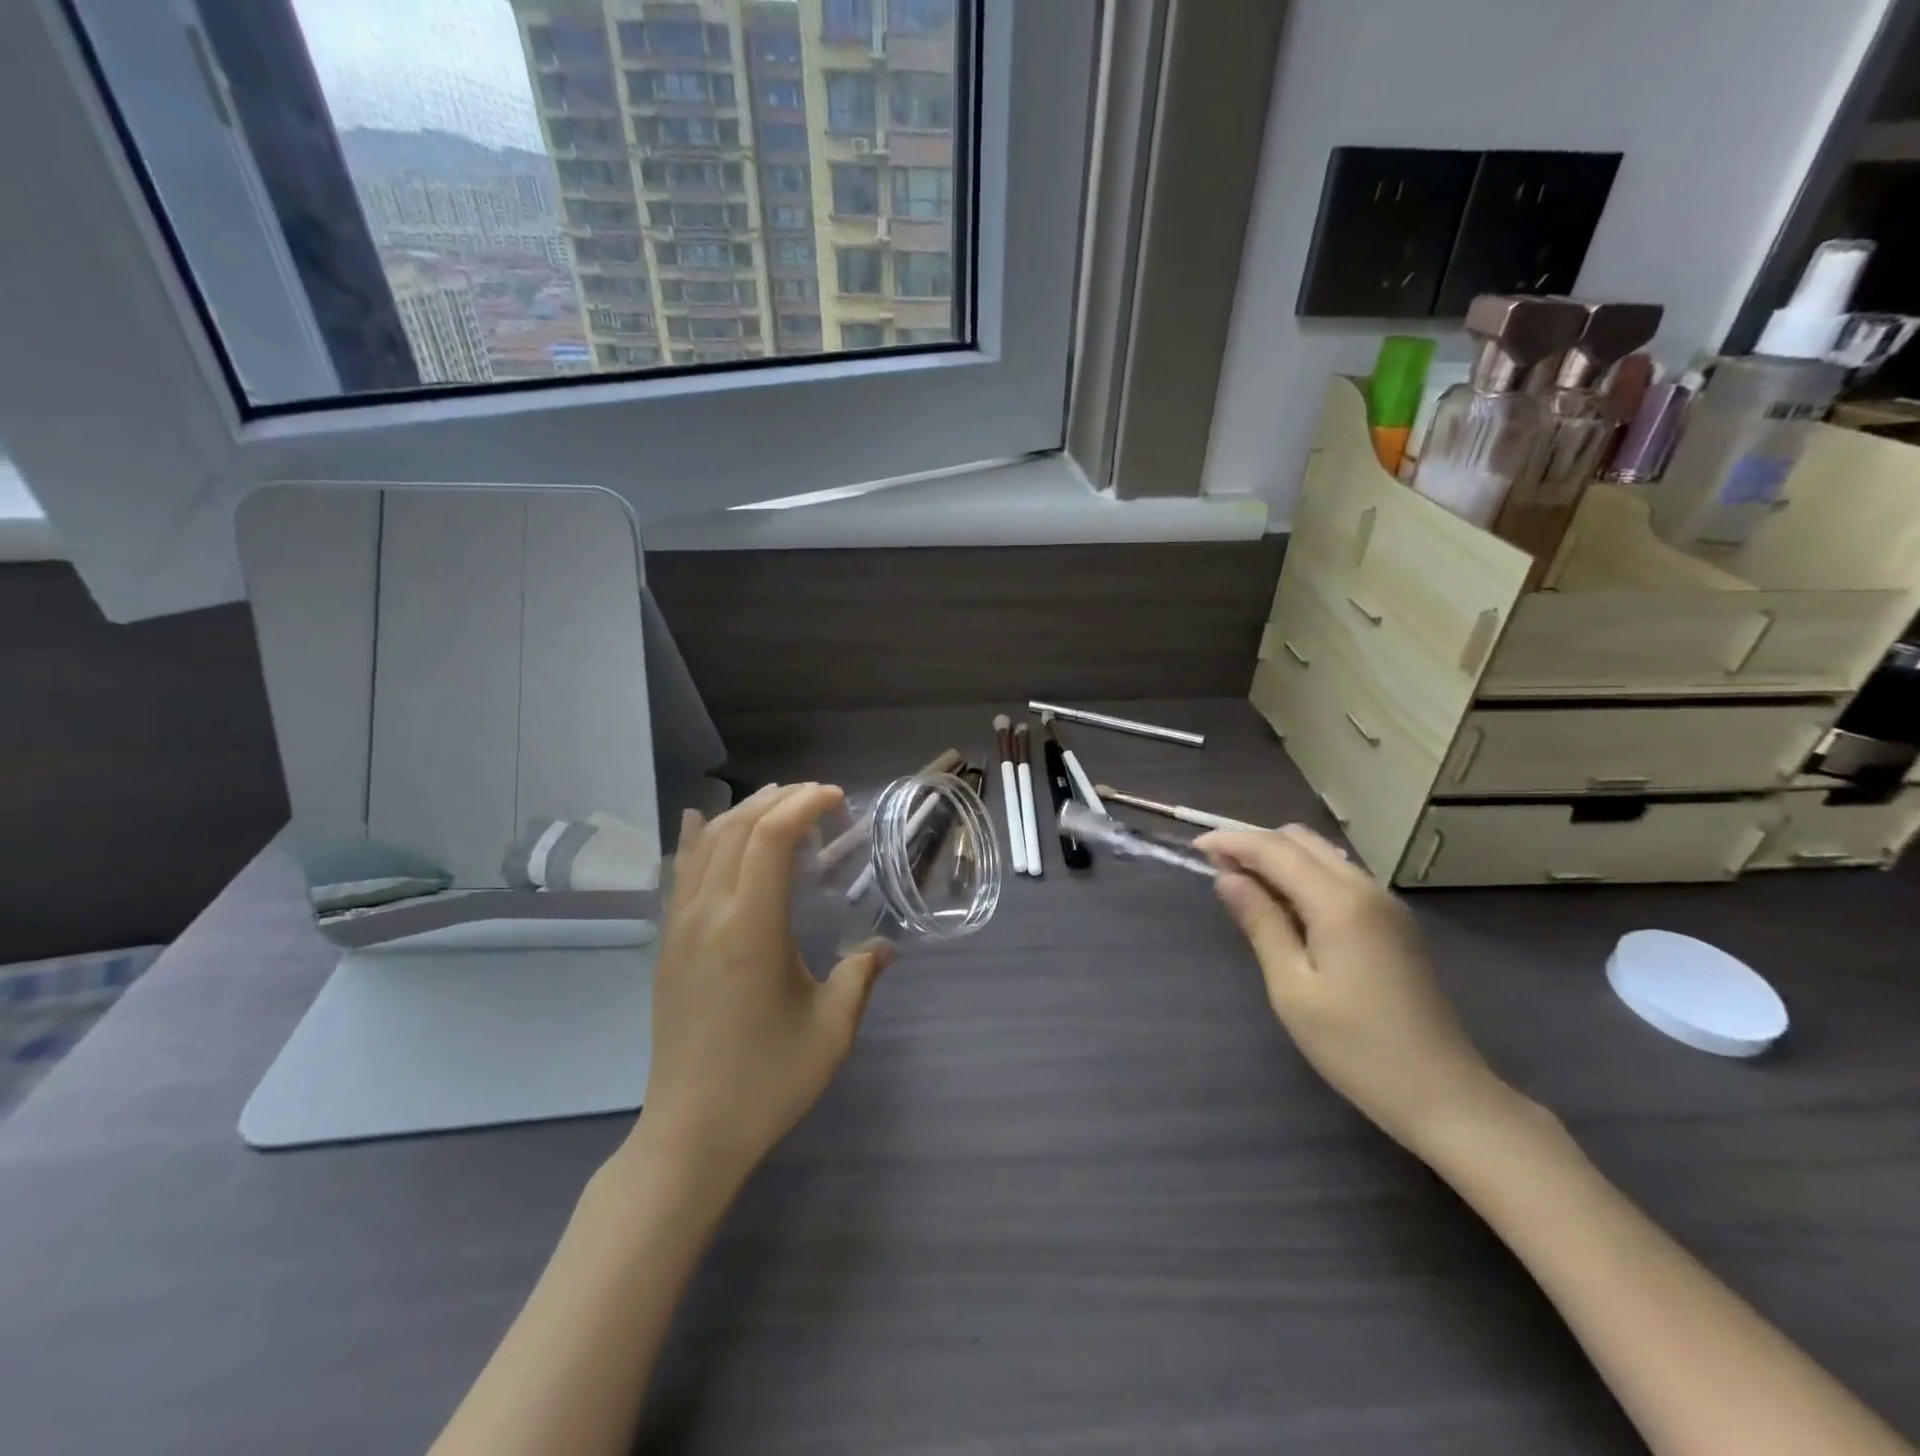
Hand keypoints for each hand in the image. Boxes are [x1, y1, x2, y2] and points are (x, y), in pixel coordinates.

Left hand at [630, 783, 890, 1190]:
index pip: (769, 838)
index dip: (803, 805)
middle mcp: (708, 914)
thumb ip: (860, 977)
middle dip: (777, 800)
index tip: (835, 799)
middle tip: (816, 798)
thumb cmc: (766, 1081)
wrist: (689, 1133)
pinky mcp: (667, 944)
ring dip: (742, 813)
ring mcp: (679, 927)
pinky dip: (698, 837)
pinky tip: (701, 822)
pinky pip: (681, 871)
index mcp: (750, 928)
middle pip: (737, 828)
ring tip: (777, 803)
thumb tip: (883, 948)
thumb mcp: (830, 1030)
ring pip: (705, 844)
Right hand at [1196, 824, 1520, 1160]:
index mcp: (1339, 902)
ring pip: (1322, 854)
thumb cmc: (1355, 1047)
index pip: (1275, 849)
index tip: (1196, 848)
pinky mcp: (1393, 922)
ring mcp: (1385, 904)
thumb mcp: (1292, 988)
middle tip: (1218, 870)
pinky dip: (1304, 875)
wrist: (1443, 1093)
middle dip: (1255, 844)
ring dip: (1280, 858)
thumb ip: (1260, 923)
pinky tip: (1286, 906)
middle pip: (1301, 840)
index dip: (1232, 842)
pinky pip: (1339, 876)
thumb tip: (1227, 877)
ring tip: (1245, 887)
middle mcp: (1366, 888)